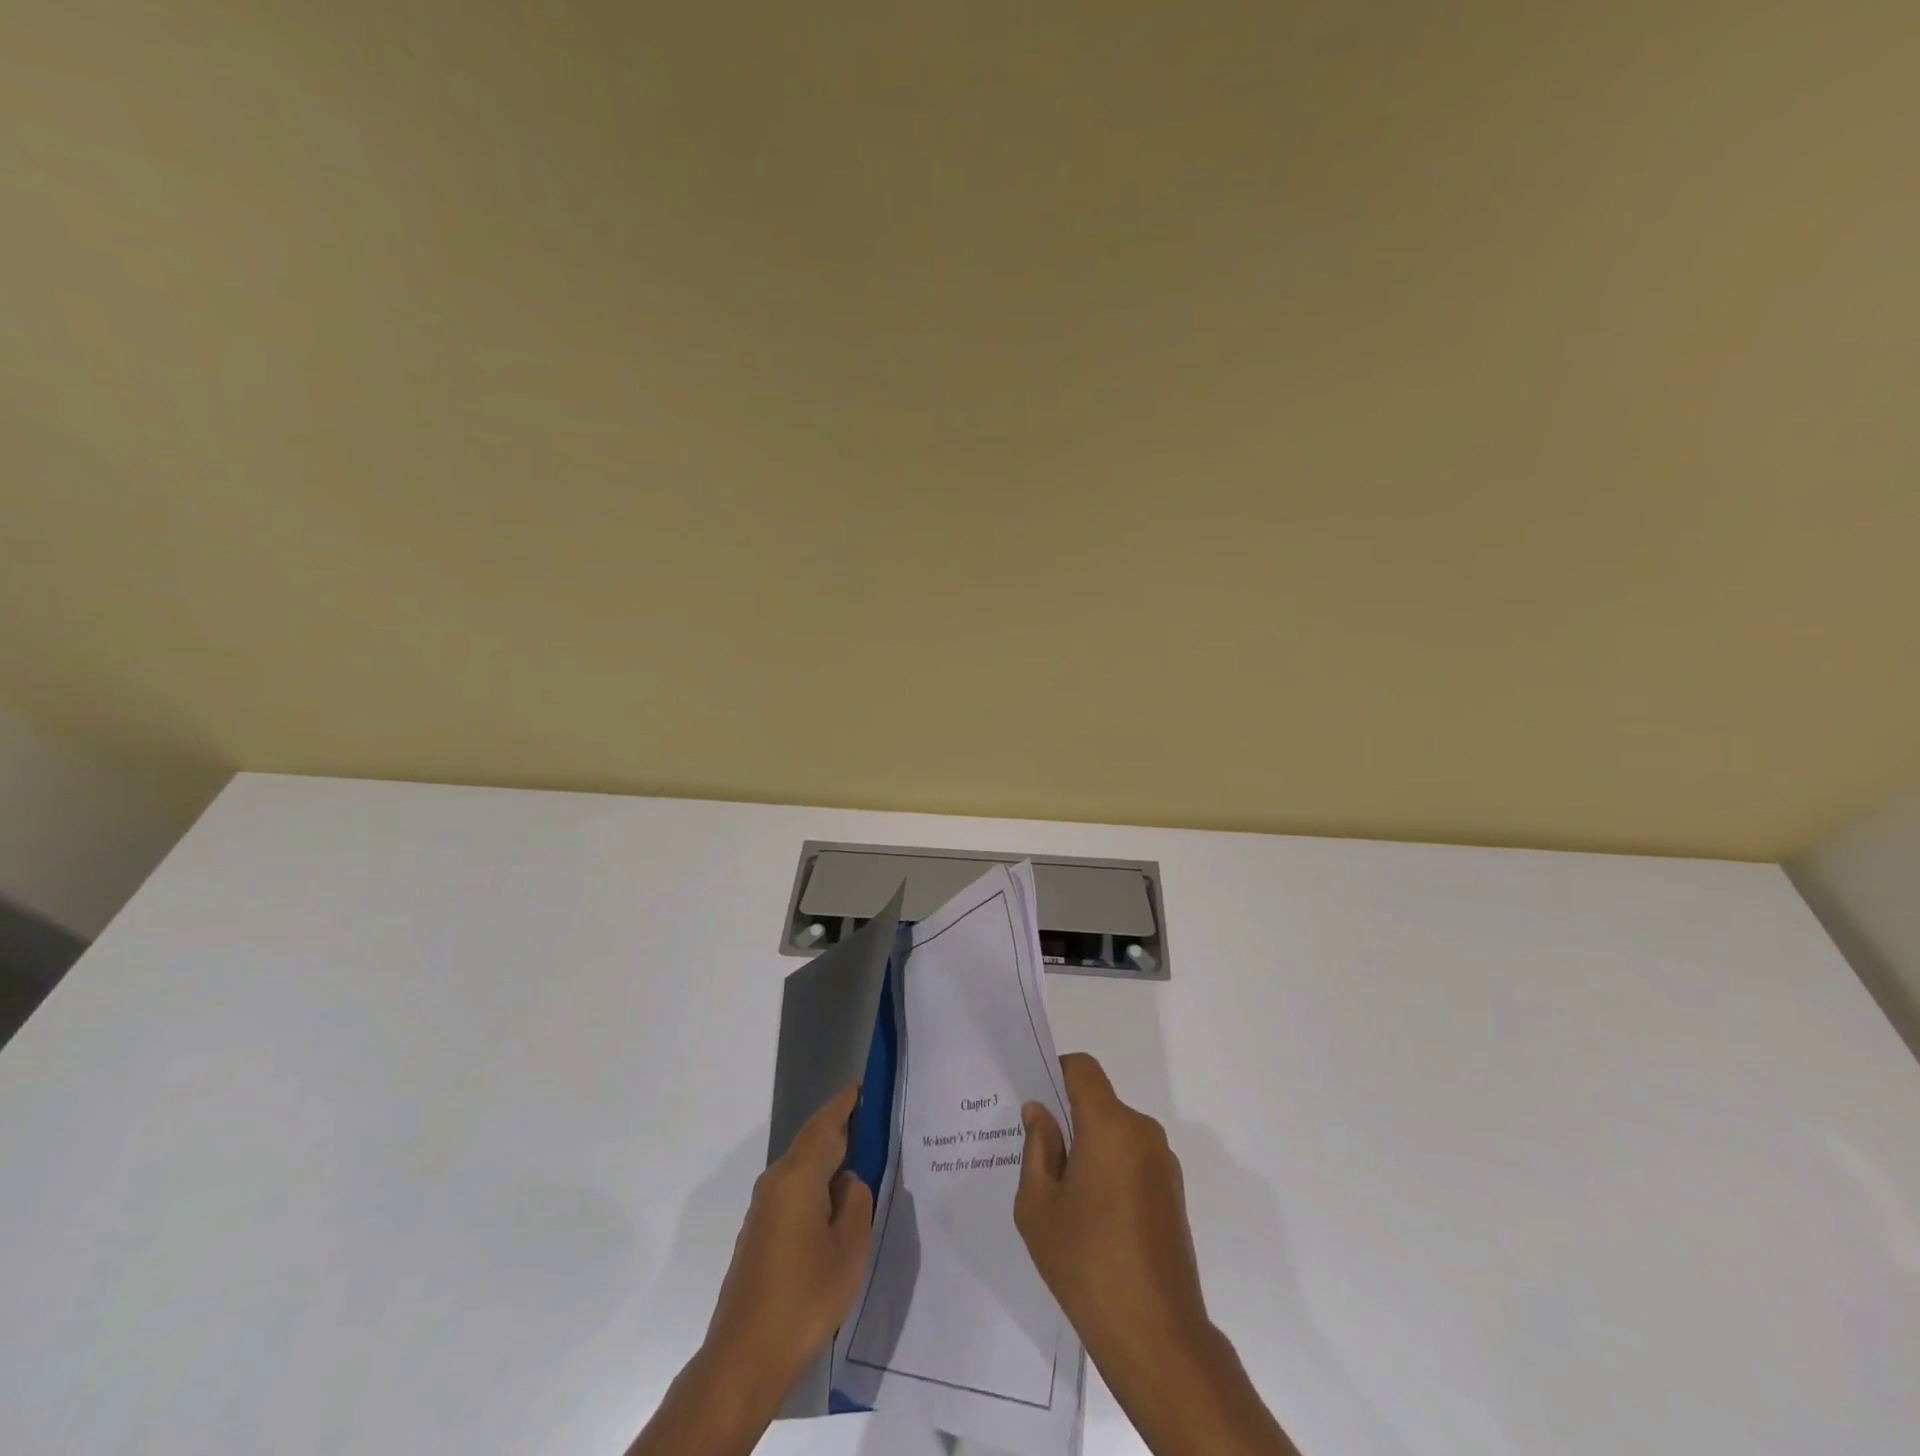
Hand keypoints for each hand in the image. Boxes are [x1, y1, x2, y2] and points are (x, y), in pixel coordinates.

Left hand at [706, 1083, 873, 1384]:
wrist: (744, 1357)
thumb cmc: (805, 1296)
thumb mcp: (849, 1246)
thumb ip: (856, 1200)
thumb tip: (847, 1181)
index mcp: (798, 1175)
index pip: (826, 1124)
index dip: (845, 1103)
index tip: (863, 1085)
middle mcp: (776, 1181)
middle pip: (812, 1141)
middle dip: (839, 1128)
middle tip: (872, 1122)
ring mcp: (763, 1207)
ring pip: (802, 1168)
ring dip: (828, 1159)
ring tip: (860, 1161)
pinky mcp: (759, 1232)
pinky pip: (794, 1191)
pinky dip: (816, 1184)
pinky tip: (834, 1205)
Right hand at [1017, 1054, 1295, 1455]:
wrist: (1157, 1336)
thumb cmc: (1087, 1264)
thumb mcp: (1039, 1206)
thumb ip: (1037, 1149)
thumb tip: (1039, 1113)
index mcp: (1110, 1125)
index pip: (1082, 1068)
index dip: (1055, 1072)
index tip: (1034, 1100)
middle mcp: (1142, 1132)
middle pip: (1099, 1103)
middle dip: (1068, 1119)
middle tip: (1037, 1155)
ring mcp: (1163, 1164)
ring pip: (1115, 1133)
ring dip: (1090, 1147)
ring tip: (1063, 1194)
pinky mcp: (1173, 1193)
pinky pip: (1133, 1160)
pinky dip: (1110, 1170)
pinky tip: (1092, 1217)